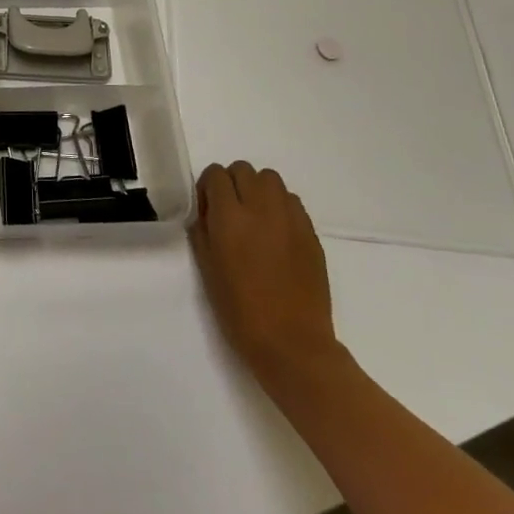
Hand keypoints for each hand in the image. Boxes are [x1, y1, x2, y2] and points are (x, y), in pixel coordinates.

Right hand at [192, 160, 339, 381]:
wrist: (291, 343)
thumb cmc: (240, 310)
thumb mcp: (207, 268)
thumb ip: (202, 231)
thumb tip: (207, 212)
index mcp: (230, 217)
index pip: (216, 175)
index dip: (208, 188)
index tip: (207, 210)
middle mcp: (261, 208)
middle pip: (244, 170)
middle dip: (232, 184)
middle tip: (229, 212)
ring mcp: (291, 219)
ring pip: (271, 180)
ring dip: (258, 190)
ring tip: (255, 219)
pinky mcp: (311, 233)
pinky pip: (292, 202)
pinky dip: (280, 207)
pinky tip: (276, 234)